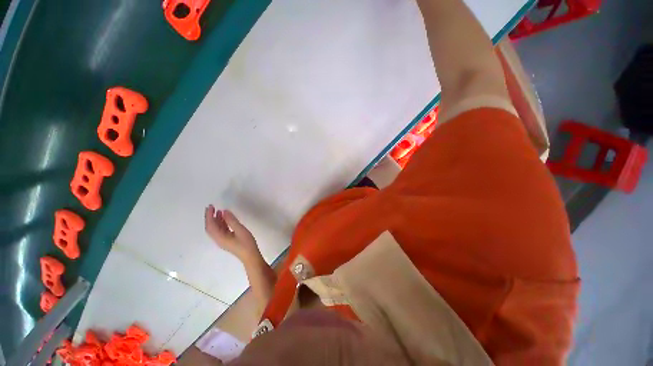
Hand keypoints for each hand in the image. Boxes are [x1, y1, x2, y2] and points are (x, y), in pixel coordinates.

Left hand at [204, 205, 259, 261]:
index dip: (209, 215)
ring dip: (216, 219)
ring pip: (216, 228)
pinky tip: (226, 219)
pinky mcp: (227, 240)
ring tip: (220, 211)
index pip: (211, 225)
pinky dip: (221, 223)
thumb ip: (232, 220)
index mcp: (219, 237)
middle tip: (212, 207)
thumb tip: (225, 211)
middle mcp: (218, 239)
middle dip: (210, 217)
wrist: (250, 256)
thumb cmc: (246, 243)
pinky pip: (221, 230)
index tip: (211, 206)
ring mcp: (222, 240)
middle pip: (211, 227)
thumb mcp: (240, 230)